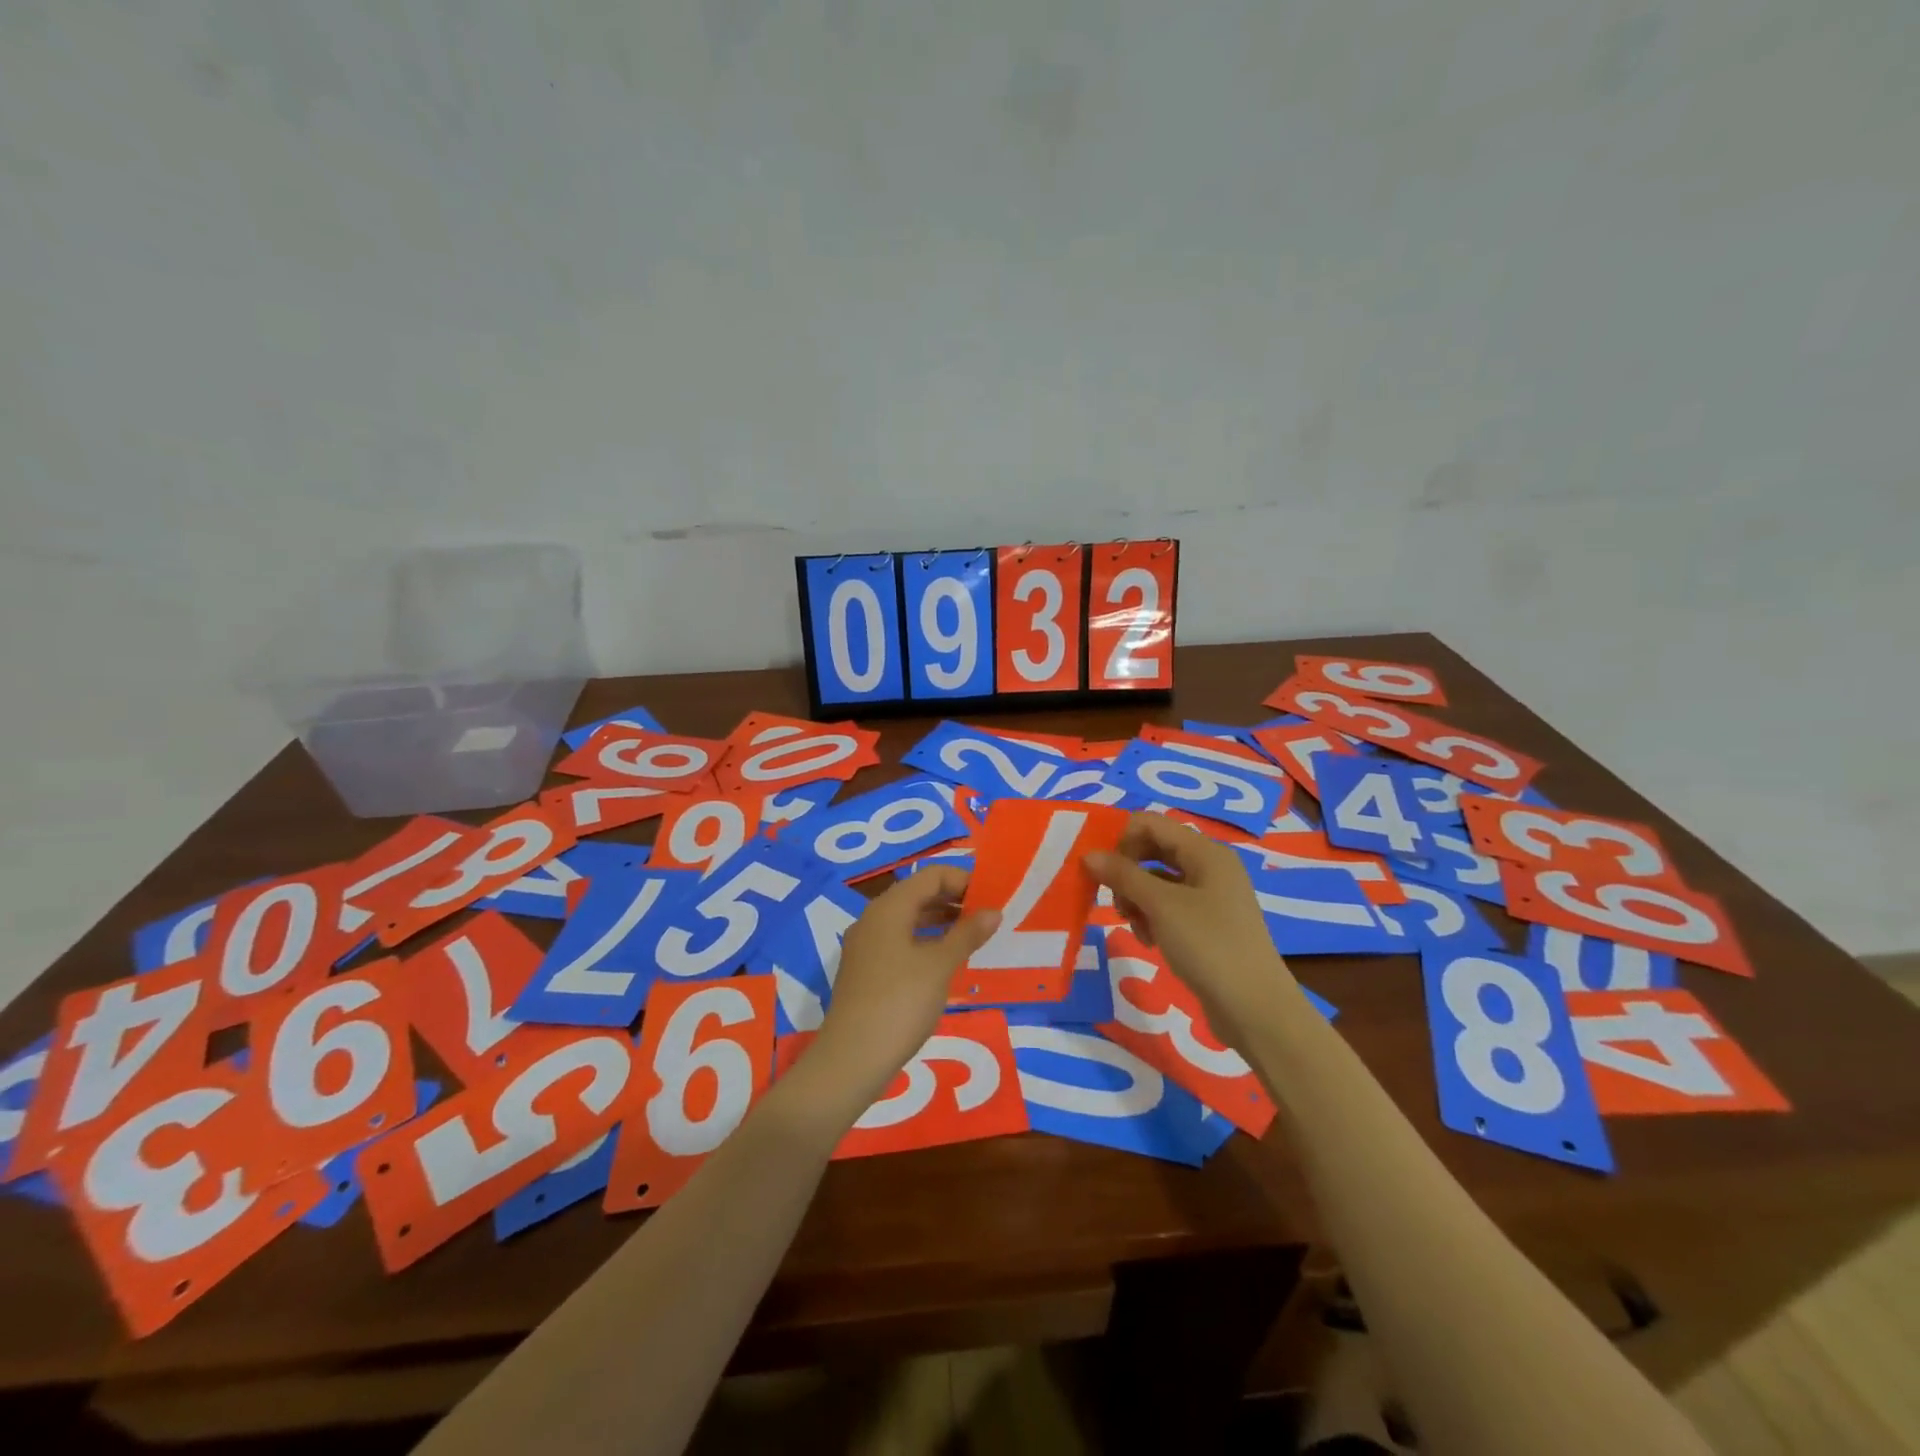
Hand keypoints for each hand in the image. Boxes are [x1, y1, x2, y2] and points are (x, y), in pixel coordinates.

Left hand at [804, 867, 1000, 1117]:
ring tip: (973, 937)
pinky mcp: (865, 971)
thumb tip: (993, 911)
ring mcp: (865, 946)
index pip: (931, 875)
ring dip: (940, 922)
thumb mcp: (940, 966)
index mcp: (889, 908)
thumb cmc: (901, 1003)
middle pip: (918, 894)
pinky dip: (925, 942)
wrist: (852, 1059)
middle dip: (953, 900)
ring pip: (908, 919)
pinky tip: (945, 962)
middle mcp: (873, 919)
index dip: (963, 880)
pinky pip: (899, 941)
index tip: (992, 897)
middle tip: (987, 917)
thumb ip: (967, 934)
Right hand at [1084, 813, 1295, 1034]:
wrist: (1255, 1008)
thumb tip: (1089, 855)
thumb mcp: (1161, 906)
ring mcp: (1211, 896)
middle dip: (1127, 871)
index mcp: (1205, 851)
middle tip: (1114, 901)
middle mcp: (1209, 866)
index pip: (1150, 823)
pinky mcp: (1208, 924)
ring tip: (1133, 925)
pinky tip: (1149, 940)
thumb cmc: (1208, 946)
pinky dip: (1152, 916)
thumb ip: (1123, 875)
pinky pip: (1169, 906)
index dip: (1121, 840)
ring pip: (1158, 880)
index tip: (1101, 871)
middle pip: (1154, 850)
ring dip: (1137, 897)